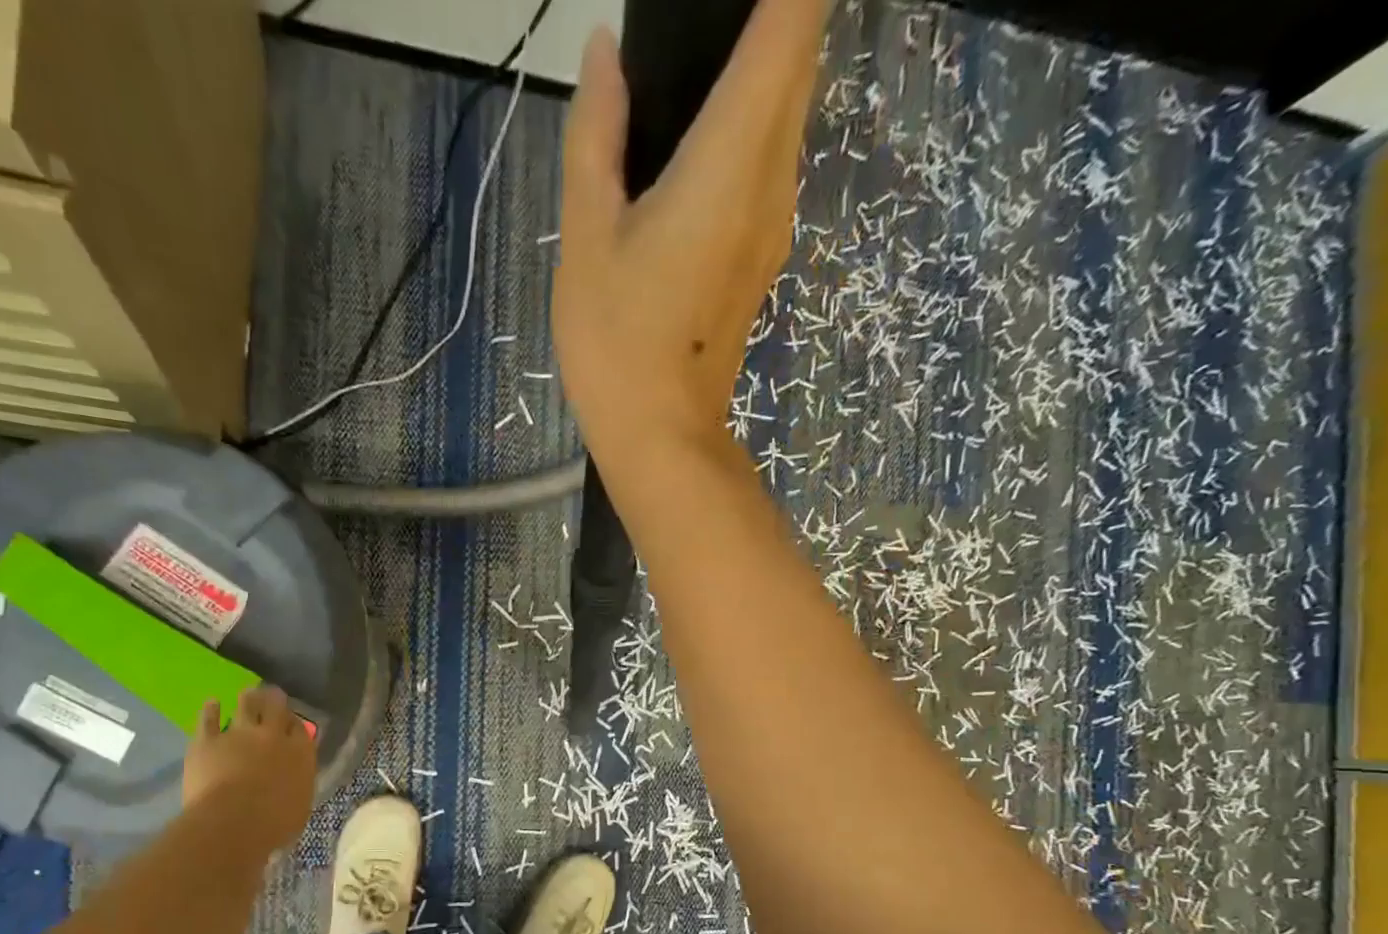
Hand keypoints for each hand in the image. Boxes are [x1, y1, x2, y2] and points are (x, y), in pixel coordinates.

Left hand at [183, 686, 315, 848]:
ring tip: (248, 694)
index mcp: (300, 753)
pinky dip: (211, 709)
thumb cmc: (274, 824)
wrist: (232, 824)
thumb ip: (297, 782)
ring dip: (248, 698)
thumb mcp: (300, 805)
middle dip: (275, 700)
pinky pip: (208, 718)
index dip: (295, 723)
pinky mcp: (207, 740)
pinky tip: (212, 703)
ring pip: (246, 705)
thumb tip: (293, 776)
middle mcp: (272, 736)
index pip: (300, 728)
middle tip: (272, 696)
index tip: (291, 724)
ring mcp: (238, 734)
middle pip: (276, 707)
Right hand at [552, 2, 826, 476]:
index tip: (717, 6)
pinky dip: (753, 121)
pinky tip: (700, 136)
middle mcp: (773, 177)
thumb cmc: (617, 343)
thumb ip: (595, 136)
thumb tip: (605, 55)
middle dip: (772, 14)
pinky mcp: (764, 255)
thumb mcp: (586, 238)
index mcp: (732, 156)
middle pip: (801, 55)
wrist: (662, 437)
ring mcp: (776, 221)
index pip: (791, 20)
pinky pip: (773, 160)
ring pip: (791, 108)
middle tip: (700, 23)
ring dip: (764, 64)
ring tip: (697, 64)